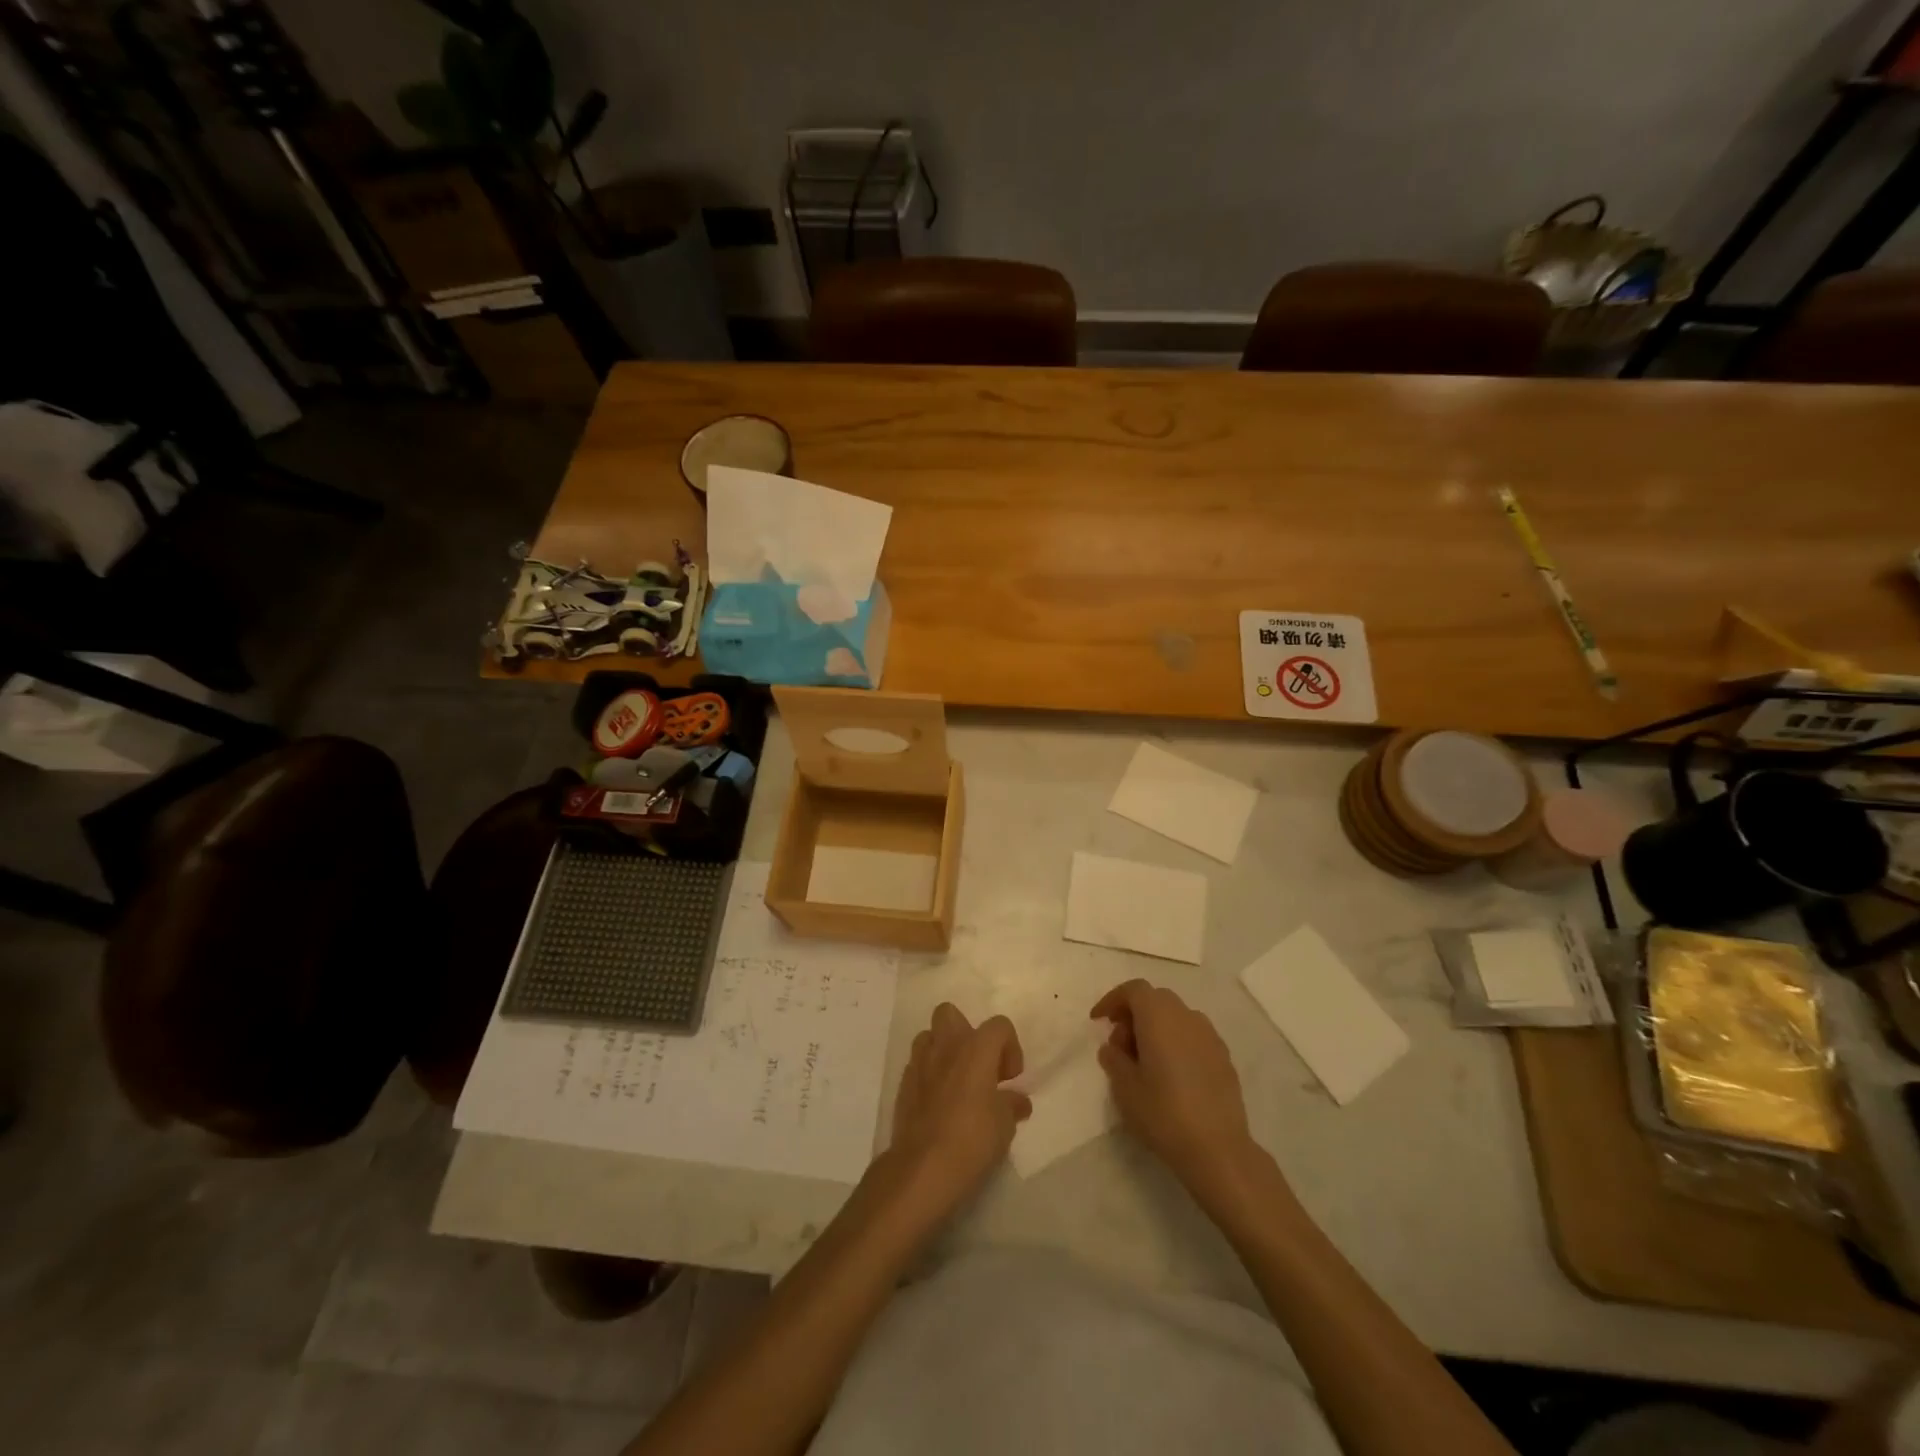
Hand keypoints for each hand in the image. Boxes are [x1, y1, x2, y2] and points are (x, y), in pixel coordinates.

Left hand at [886, 1004, 1030, 1218]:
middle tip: (979, 1067)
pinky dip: (929, 1075)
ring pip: (928, 1037)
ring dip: (943, 1051)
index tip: (1010, 1079)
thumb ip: (1012, 1104)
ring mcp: (920, 1063)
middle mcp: (946, 1046)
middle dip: (965, 1033)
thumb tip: (1018, 1100)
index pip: (999, 1026)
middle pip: (951, 1013)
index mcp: (976, 1048)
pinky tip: (938, 1103)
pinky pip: (917, 1066)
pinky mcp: (903, 1085)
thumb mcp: (1005, 1125)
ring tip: (956, 1082)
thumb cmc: (972, 1139)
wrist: (923, 1167)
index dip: (1010, 1048)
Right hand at [1092, 980, 1259, 1197]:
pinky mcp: (1224, 1057)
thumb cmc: (1163, 1112)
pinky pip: (1193, 1036)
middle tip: (1120, 1044)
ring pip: (1176, 1017)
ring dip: (1156, 1028)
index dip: (1112, 1000)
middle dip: (1134, 1014)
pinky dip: (1176, 1042)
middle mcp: (1186, 1016)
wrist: (1218, 1149)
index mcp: (1159, 1016)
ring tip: (1145, 1061)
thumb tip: (1113, 1047)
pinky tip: (1171, 1074)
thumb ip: (1114, 1058)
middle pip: (1155, 999)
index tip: (1099, 1021)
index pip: (1133, 990)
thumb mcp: (1124, 1087)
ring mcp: (1210, 1036)